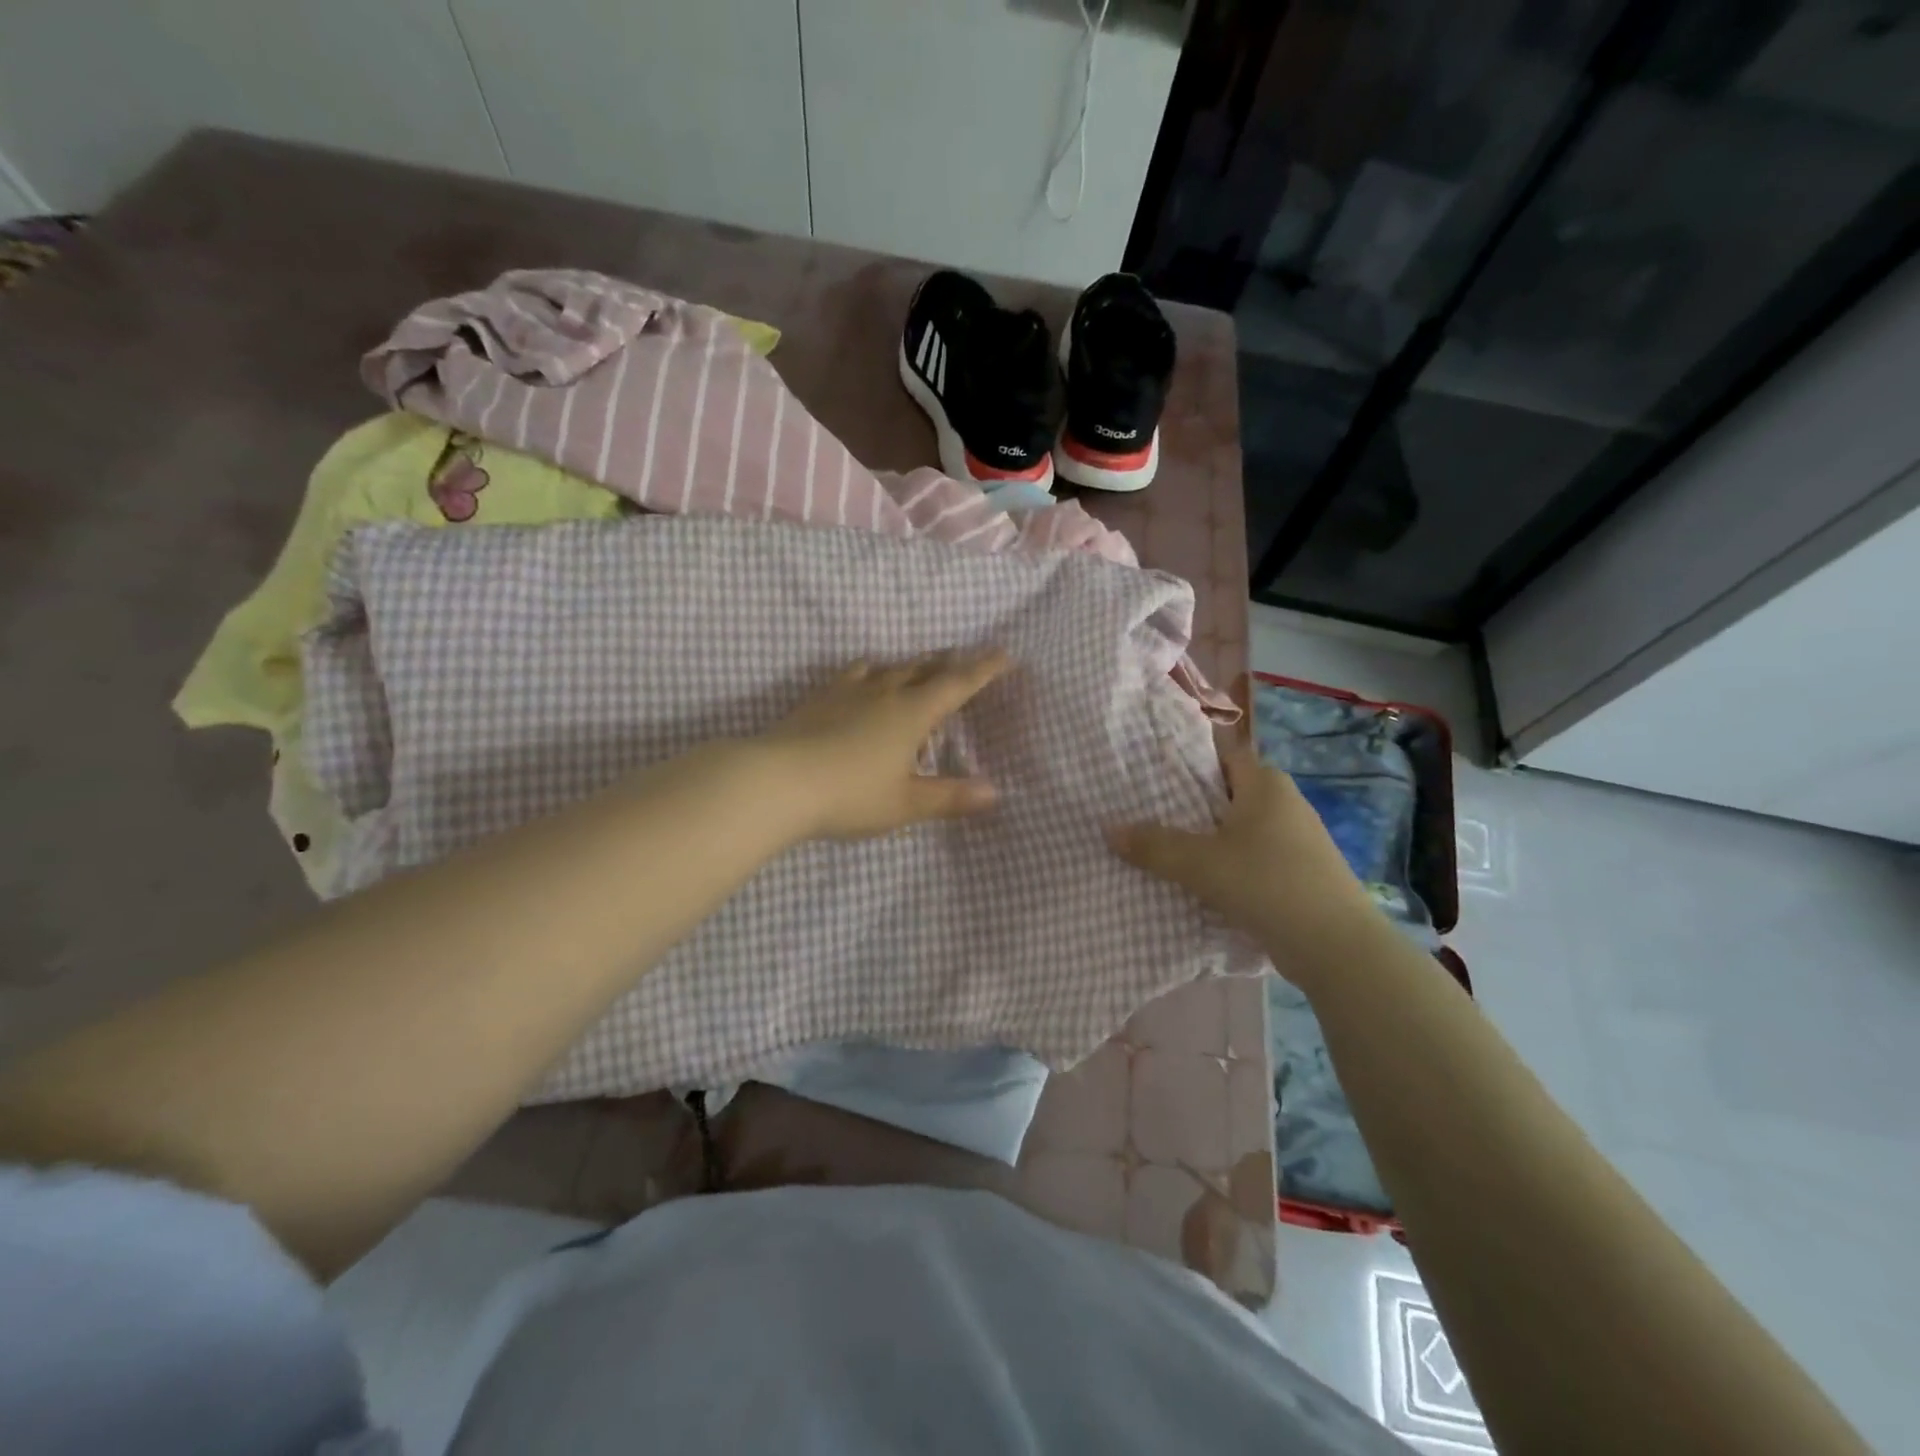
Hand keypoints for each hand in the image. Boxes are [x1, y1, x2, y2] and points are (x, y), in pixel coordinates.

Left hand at [755, 649, 1011, 840]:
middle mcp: (884, 692)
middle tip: (962, 659)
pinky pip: (854, 673)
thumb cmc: (850, 795)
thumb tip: (994, 792)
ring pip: (888, 667)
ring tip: (917, 669)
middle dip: (947, 663)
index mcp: (912, 713)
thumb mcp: (905, 803)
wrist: (776, 780)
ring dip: (910, 665)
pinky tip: (864, 680)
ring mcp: (848, 691)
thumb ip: (950, 797)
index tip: (1004, 653)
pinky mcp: (819, 698)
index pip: (957, 684)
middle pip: (923, 668)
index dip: (983, 669)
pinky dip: (872, 672)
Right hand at [1106, 739, 1377, 958]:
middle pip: (1226, 793)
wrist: (1337, 948)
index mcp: (1266, 783)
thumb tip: (1108, 829)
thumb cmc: (1268, 884)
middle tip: (1144, 811)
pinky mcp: (1298, 874)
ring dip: (1206, 839)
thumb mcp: (1200, 863)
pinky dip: (1226, 865)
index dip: (1187, 758)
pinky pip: (1251, 858)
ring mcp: (1295, 840)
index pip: (1221, 754)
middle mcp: (1284, 803)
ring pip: (1238, 830)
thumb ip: (1153, 845)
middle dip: (1189, 802)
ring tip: (1162, 847)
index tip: (1148, 770)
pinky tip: (1199, 882)